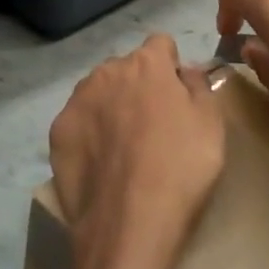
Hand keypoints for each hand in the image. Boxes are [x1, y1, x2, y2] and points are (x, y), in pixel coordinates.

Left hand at [48, 34, 224, 268]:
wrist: (129, 223)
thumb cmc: (181, 168)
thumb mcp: (212, 124)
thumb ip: (198, 85)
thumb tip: (184, 70)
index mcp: (147, 64)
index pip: (161, 45)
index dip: (171, 67)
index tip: (178, 96)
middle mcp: (107, 71)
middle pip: (127, 68)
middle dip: (139, 86)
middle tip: (153, 126)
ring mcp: (77, 101)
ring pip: (98, 92)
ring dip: (111, 106)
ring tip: (124, 148)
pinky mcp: (57, 132)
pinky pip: (78, 121)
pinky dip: (88, 134)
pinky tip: (101, 164)